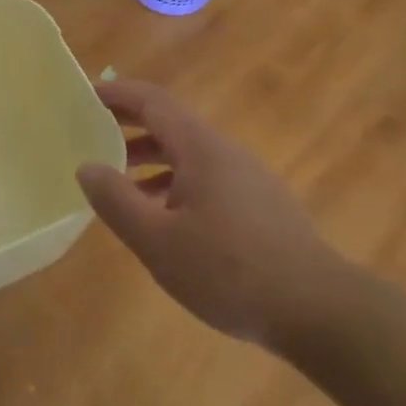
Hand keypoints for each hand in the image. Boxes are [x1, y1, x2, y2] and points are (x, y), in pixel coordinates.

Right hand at [75, 79, 350, 347]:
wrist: (320, 312)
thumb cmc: (230, 271)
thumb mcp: (158, 240)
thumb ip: (116, 200)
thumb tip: (87, 167)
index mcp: (200, 148)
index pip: (153, 101)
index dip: (118, 93)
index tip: (85, 95)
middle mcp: (225, 152)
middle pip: (170, 123)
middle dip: (129, 124)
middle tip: (91, 133)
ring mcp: (247, 178)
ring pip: (188, 153)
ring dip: (149, 158)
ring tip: (118, 182)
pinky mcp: (259, 205)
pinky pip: (206, 178)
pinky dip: (173, 183)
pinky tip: (162, 218)